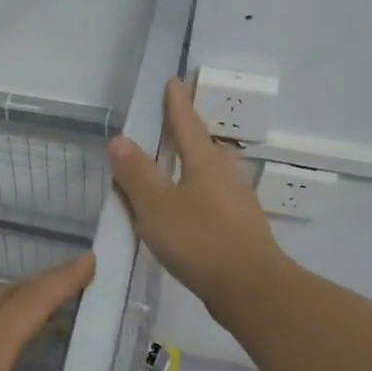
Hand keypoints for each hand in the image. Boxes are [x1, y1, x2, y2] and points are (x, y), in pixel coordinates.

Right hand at [107, 78, 289, 307]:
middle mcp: (225, 175)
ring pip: (211, 175)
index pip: (187, 124)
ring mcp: (237, 202)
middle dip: (188, 134)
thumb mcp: (157, 206)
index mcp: (205, 162)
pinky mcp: (240, 228)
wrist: (251, 288)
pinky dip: (196, 196)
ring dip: (193, 167)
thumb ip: (137, 174)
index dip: (177, 104)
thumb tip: (121, 140)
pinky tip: (187, 211)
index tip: (173, 82)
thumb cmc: (200, 240)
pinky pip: (213, 199)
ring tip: (175, 169)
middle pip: (205, 147)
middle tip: (172, 125)